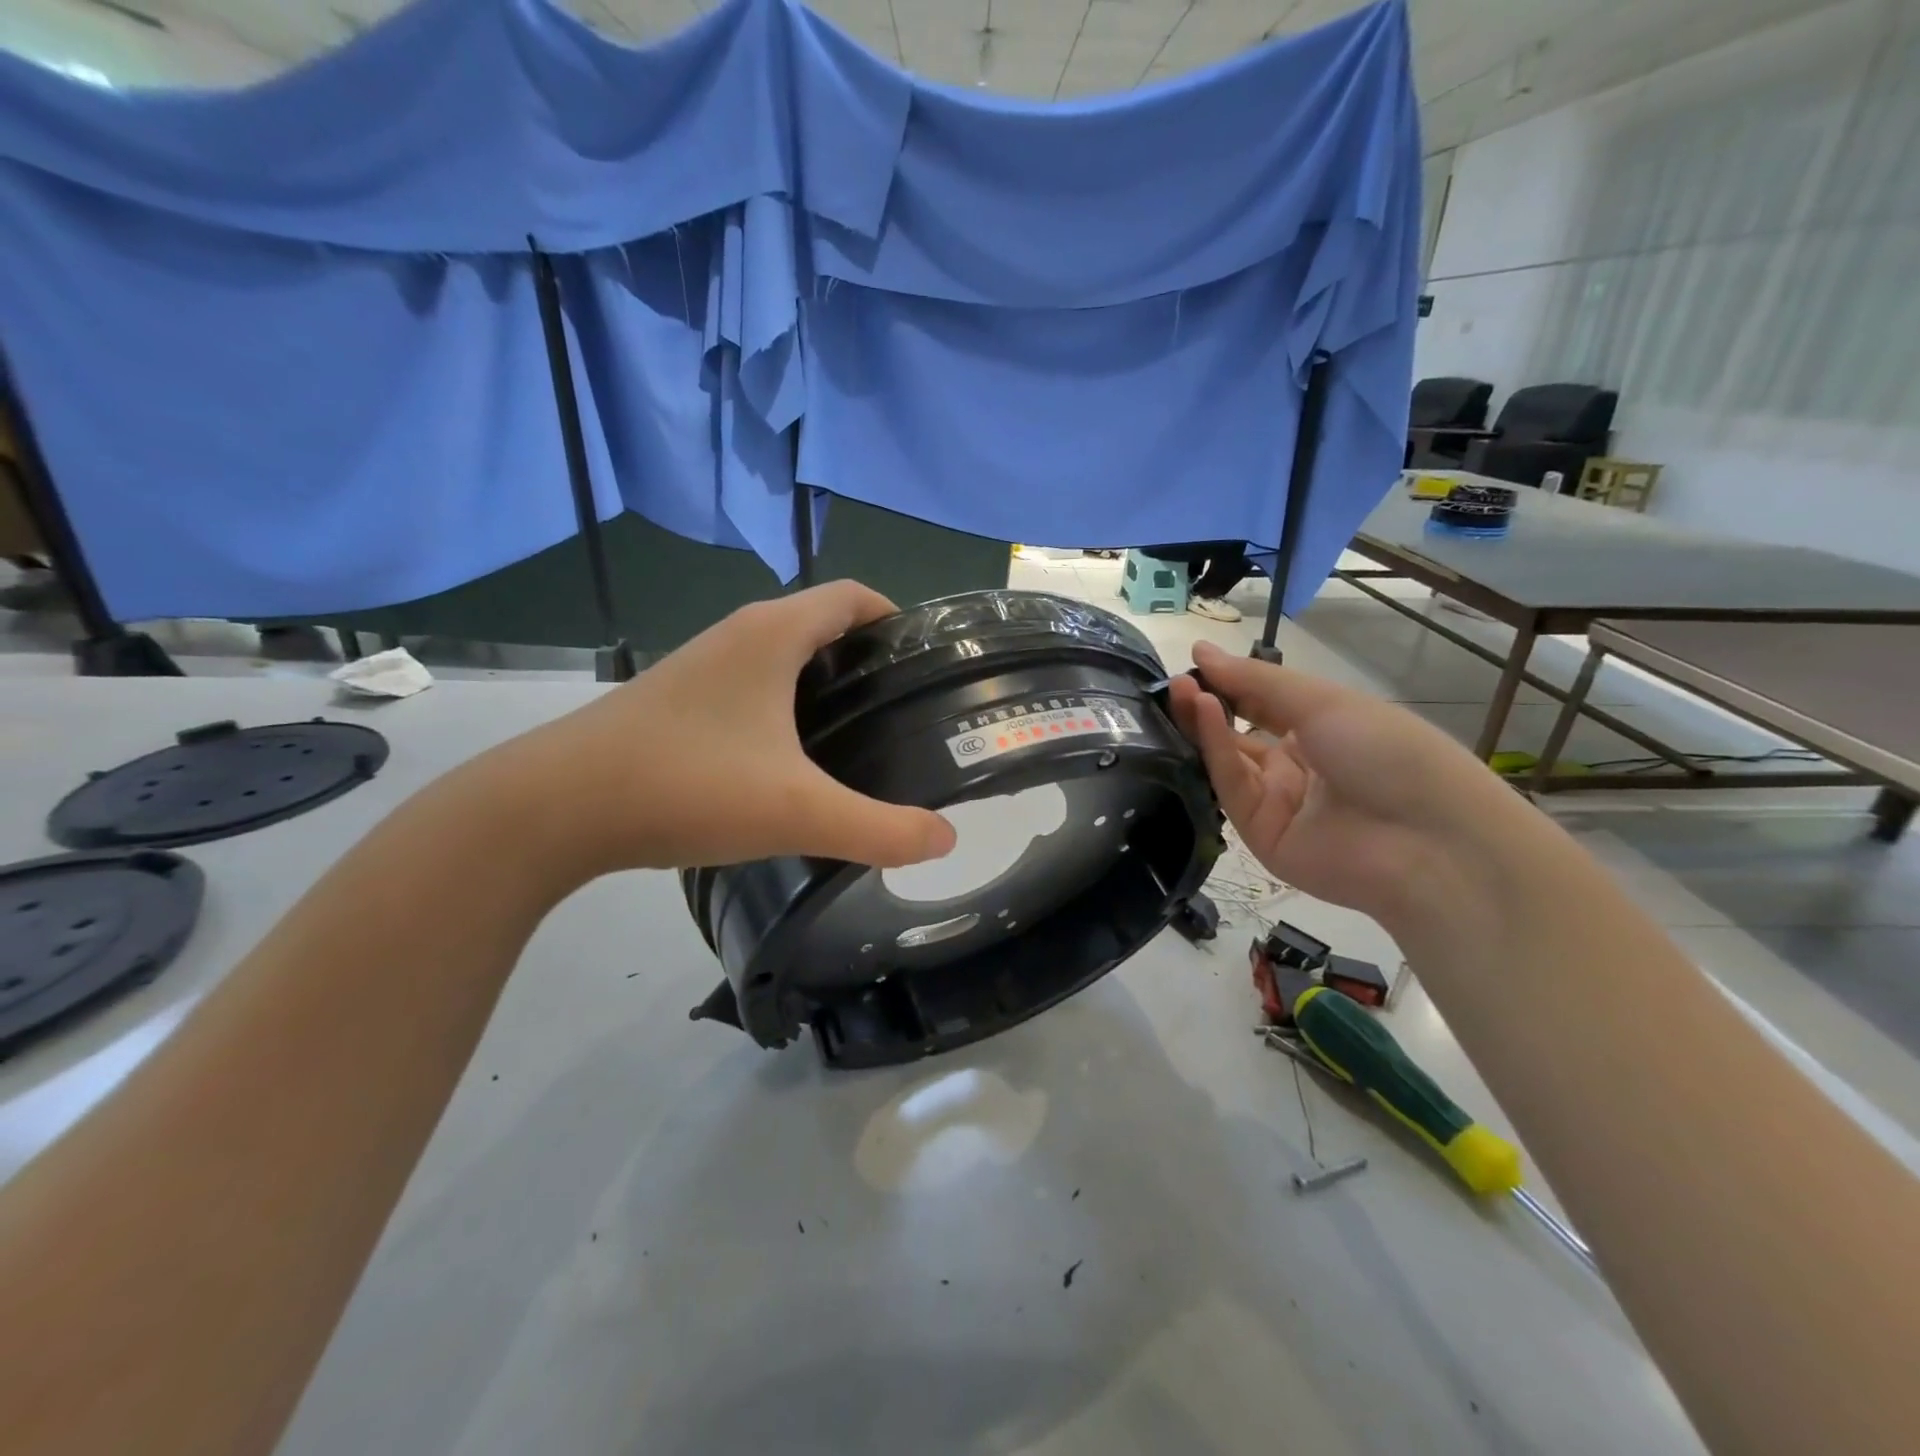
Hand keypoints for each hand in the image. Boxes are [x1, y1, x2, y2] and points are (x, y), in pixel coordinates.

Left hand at [490, 582, 956, 878]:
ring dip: (822, 684)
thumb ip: (880, 829)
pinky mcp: (675, 700)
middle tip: (902, 712)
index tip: (925, 665)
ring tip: (856, 738)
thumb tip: (945, 840)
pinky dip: (782, 706)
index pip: (853, 597)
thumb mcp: (797, 812)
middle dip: (867, 659)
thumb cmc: (685, 786)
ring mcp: (699, 666)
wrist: (553, 808)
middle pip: (820, 625)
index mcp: (773, 634)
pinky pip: (749, 686)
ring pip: (781, 657)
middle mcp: (737, 635)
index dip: (896, 619)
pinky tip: (787, 761)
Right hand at [1167, 640, 1527, 931]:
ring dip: (1204, 725)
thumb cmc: (1386, 750)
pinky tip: (1203, 712)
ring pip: (1228, 761)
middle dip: (1208, 706)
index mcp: (1319, 735)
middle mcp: (1294, 768)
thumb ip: (1255, 680)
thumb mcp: (1322, 701)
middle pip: (1237, 736)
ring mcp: (1277, 804)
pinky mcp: (1260, 835)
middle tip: (1176, 682)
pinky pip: (1232, 787)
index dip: (1229, 686)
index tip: (1195, 664)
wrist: (1427, 838)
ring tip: (1181, 691)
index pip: (1261, 708)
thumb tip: (1200, 650)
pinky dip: (1215, 750)